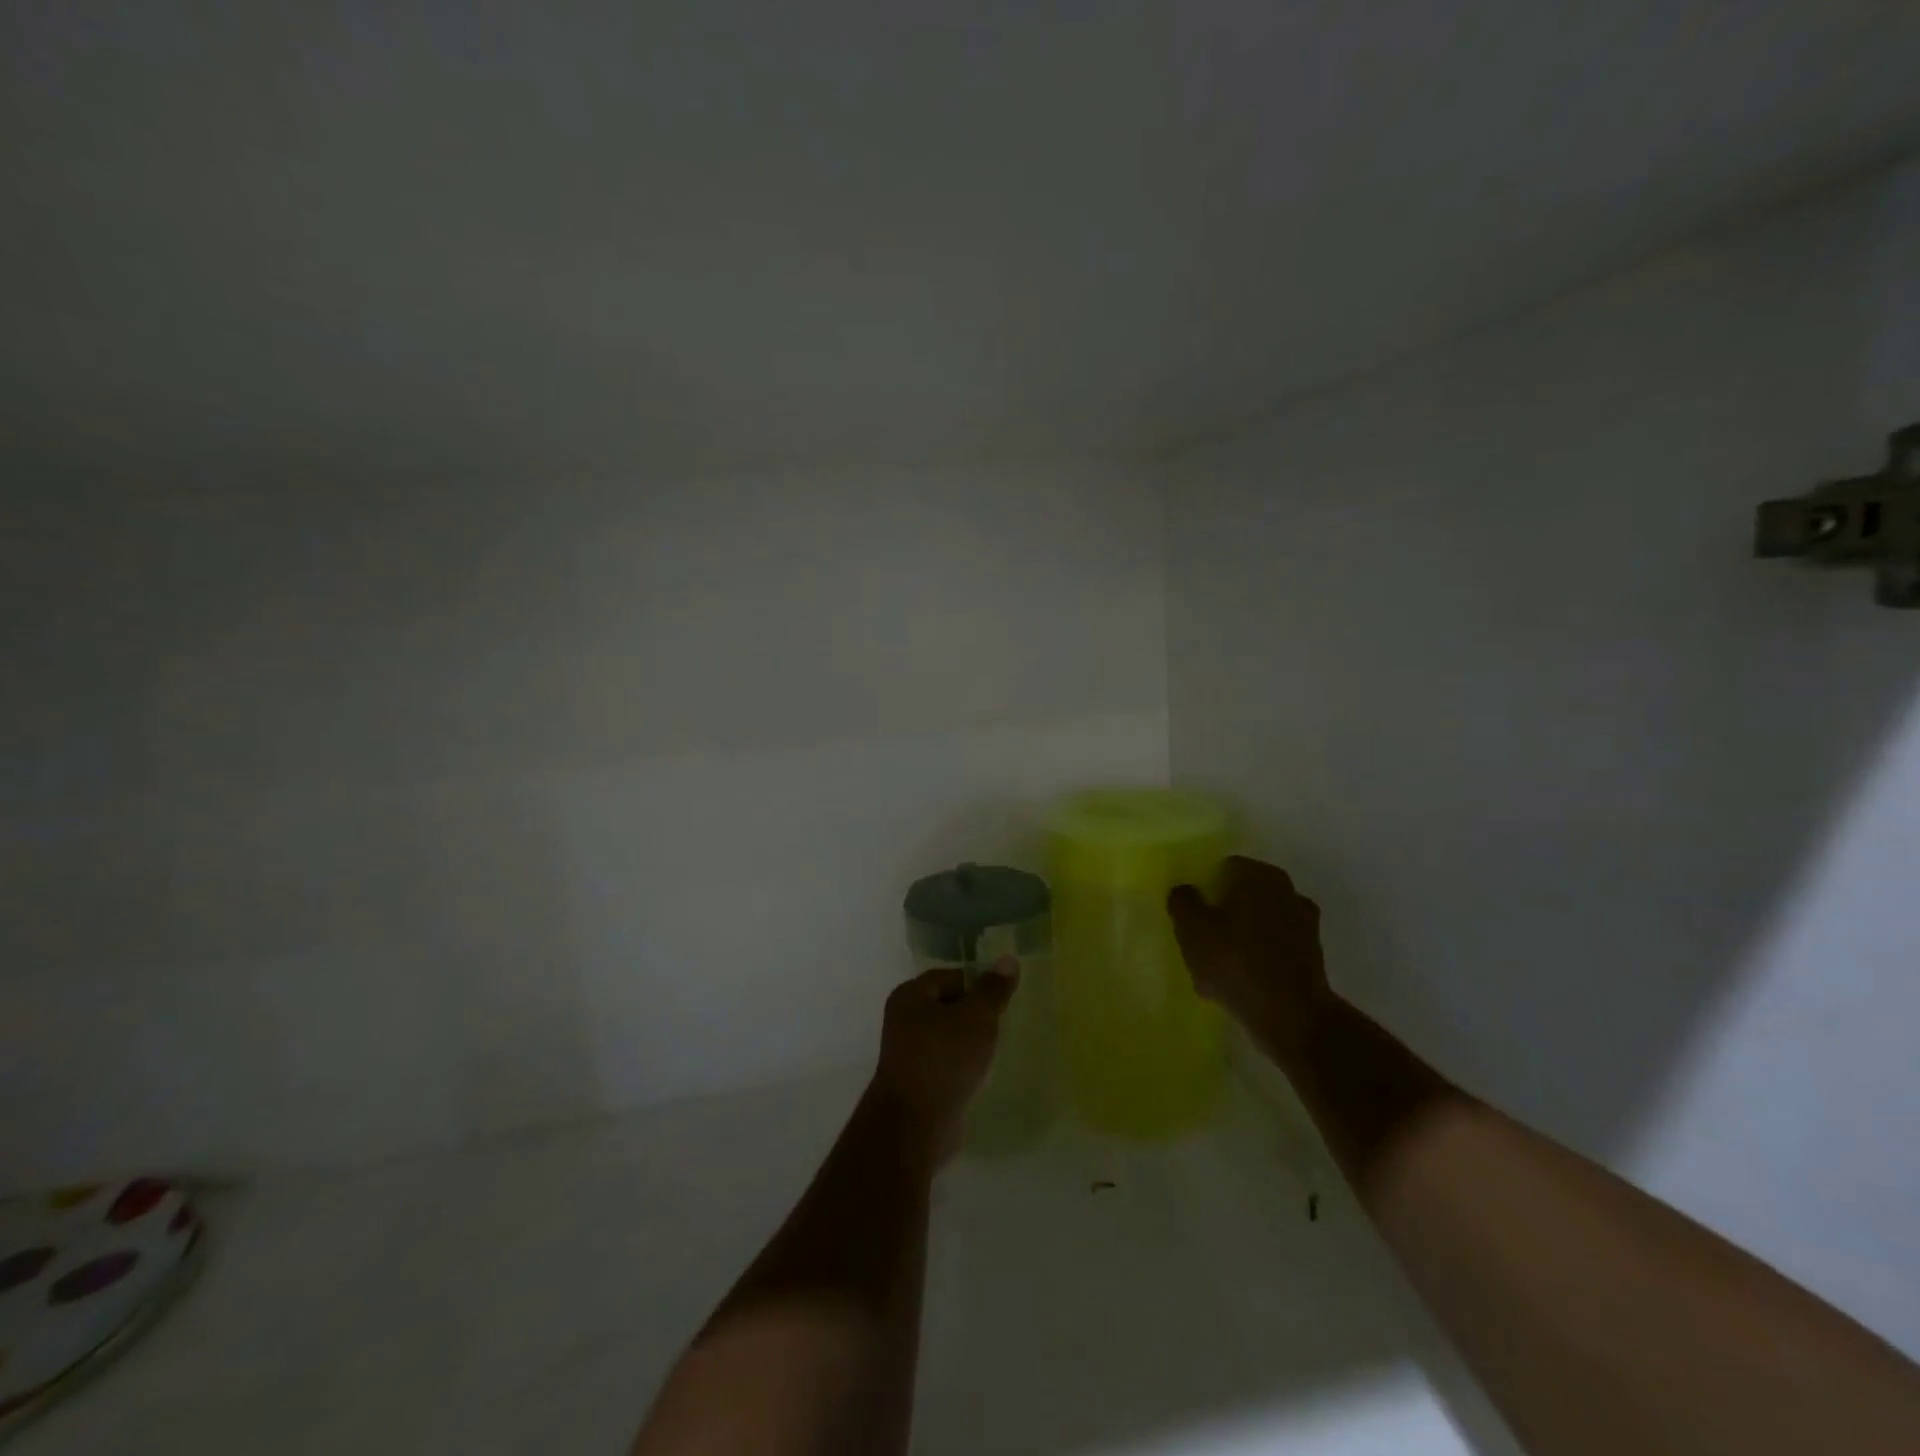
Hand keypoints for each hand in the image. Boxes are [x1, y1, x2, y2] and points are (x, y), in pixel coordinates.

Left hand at [868, 961, 1017, 1164]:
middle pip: (948, 1005)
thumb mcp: (977, 1018)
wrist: (915, 1125)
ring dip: (969, 1042)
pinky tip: (981, 1074)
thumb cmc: (944, 1059)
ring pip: (947, 1036)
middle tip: (1003, 1023)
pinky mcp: (917, 1083)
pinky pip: (945, 1063)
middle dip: (975, 1014)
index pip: (951, 977)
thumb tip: (1008, 959)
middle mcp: (903, 1019)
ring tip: (996, 1049)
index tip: (1003, 1000)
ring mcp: (908, 1053)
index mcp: (911, 995)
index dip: (978, 984)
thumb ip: (993, 989)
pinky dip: (962, 1066)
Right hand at [1168, 856, 1330, 1063]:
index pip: (1223, 868)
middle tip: (1201, 939)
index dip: (1203, 889)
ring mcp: (1304, 924)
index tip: (1190, 913)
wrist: (1290, 1016)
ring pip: (1258, 925)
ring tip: (1216, 968)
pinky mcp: (1312, 957)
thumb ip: (1183, 901)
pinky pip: (1272, 950)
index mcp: (1259, 874)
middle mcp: (1287, 890)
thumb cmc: (1234, 960)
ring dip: (1239, 939)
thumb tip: (1185, 890)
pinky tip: (1238, 983)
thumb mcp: (1191, 927)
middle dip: (1222, 915)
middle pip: (1242, 897)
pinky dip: (1257, 961)